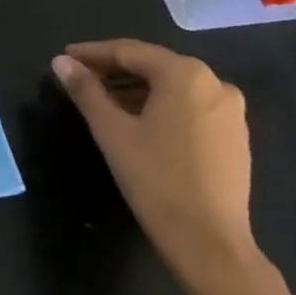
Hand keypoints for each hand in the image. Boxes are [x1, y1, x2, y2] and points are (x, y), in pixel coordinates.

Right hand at [52, 39, 260, 294]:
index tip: (65, 58)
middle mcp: (214, 83)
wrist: (209, 242)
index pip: (129, 52)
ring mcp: (230, 110)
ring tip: (103, 101)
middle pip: (153, 66)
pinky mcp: (235, 136)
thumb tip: (61, 62)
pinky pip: (190, 106)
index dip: (92, 53)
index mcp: (185, 74)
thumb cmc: (155, 178)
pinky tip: (138, 122)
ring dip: (136, 89)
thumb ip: (86, 90)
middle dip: (114, 70)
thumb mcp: (111, 130)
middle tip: (80, 78)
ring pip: (173, 87)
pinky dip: (161, 106)